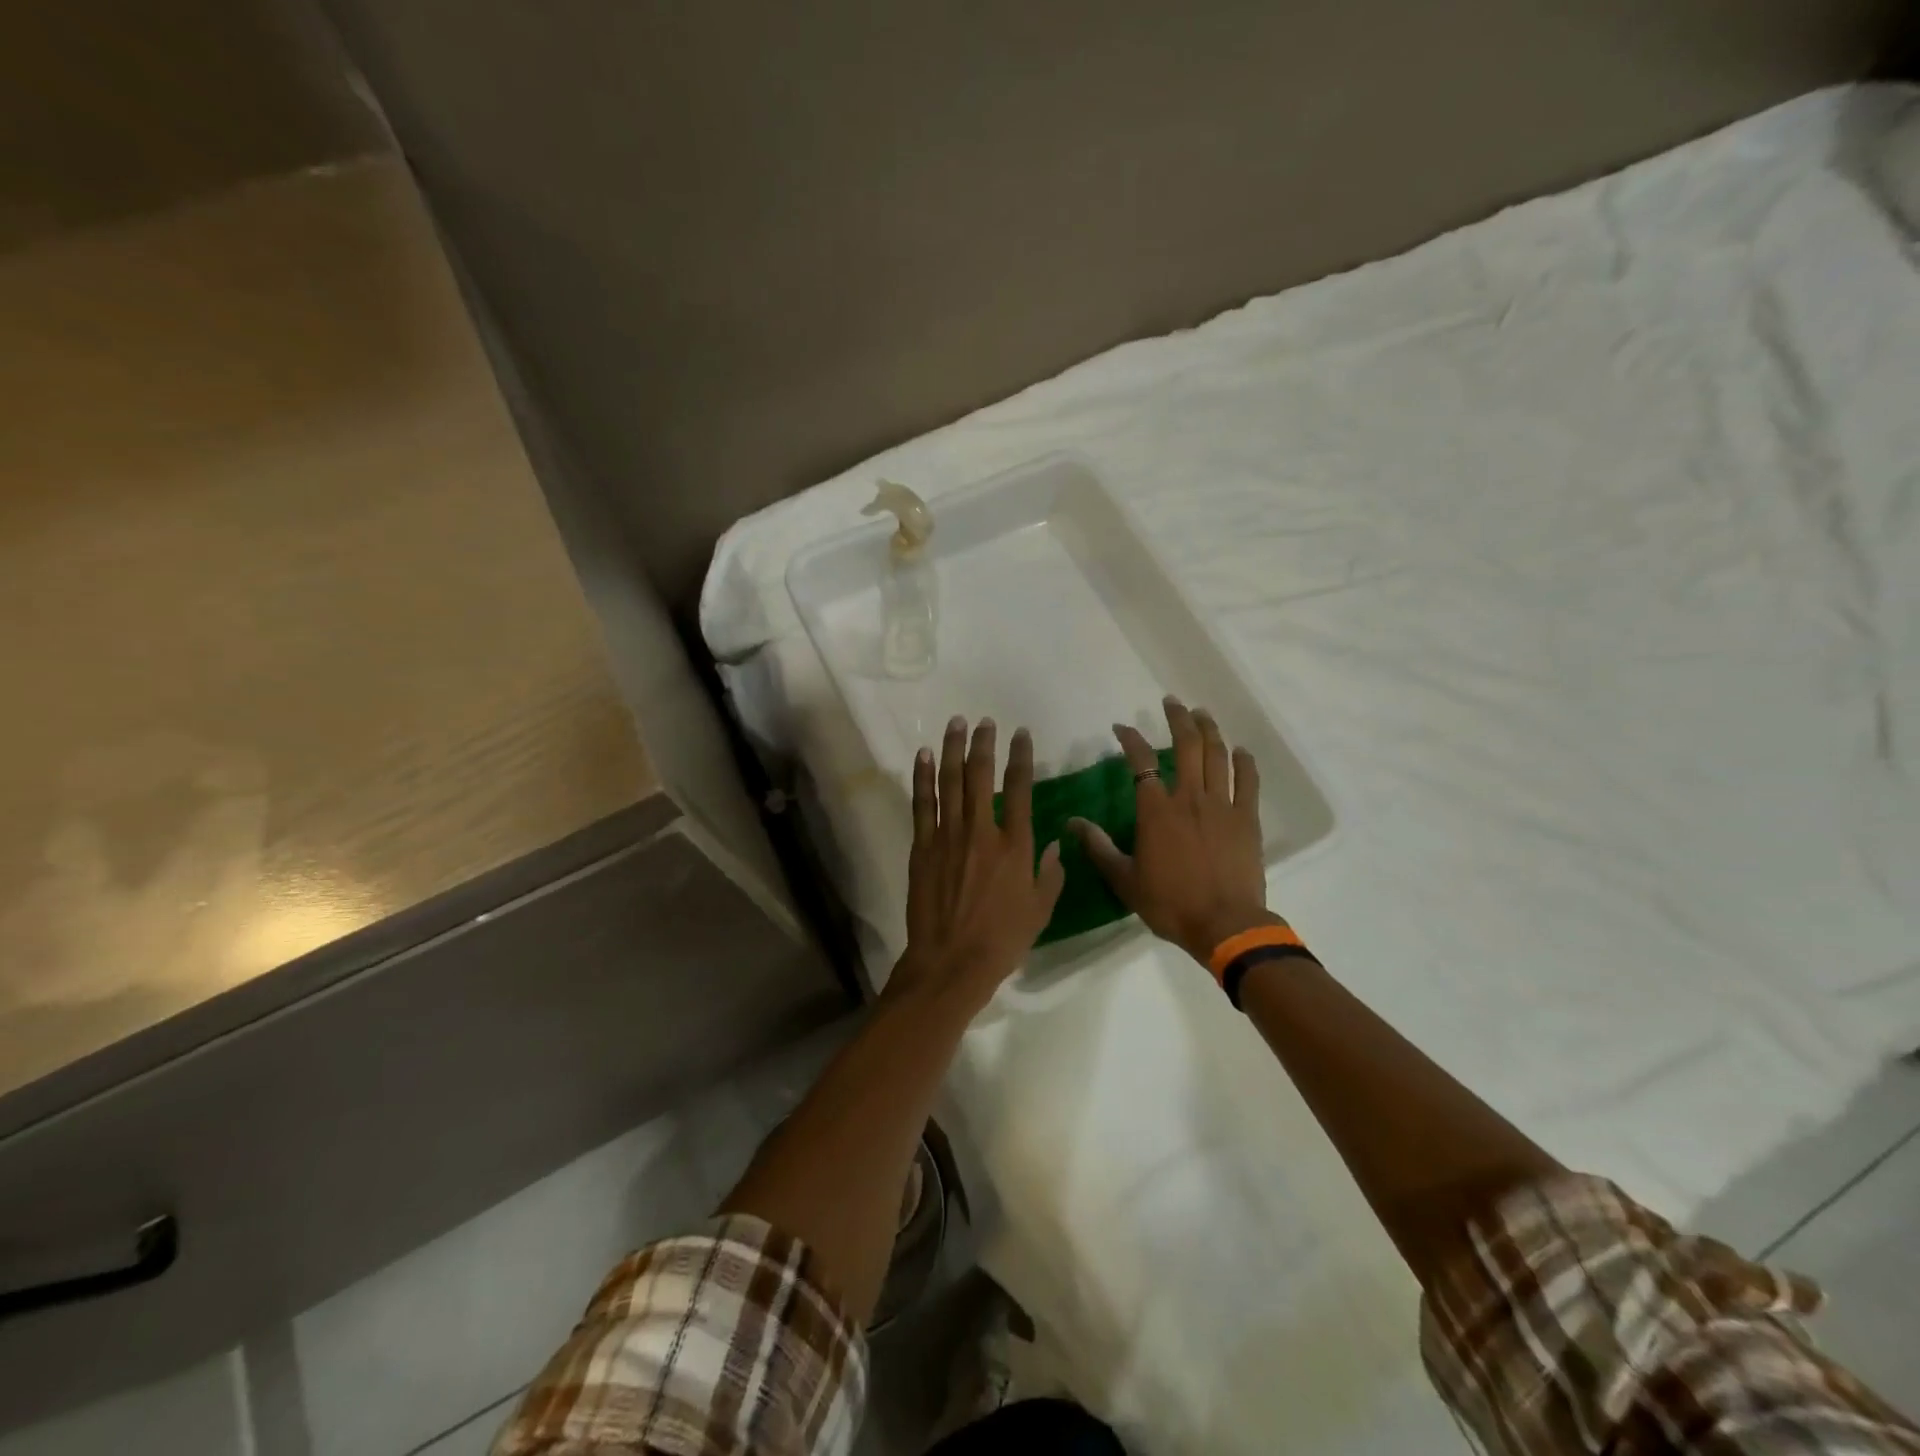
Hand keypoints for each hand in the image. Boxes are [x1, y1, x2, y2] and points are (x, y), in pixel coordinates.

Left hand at [892, 716, 1065, 1007]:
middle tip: (985, 721)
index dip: (1021, 757)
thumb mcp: (1040, 910)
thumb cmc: (1002, 940)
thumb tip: (1054, 844)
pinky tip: (924, 755)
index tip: (1021, 734)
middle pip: (981, 775)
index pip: (1020, 788)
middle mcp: (981, 831)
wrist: (952, 961)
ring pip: (950, 782)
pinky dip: (923, 777)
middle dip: (984, 744)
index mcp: (1014, 845)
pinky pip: (922, 804)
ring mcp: (948, 836)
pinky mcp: (922, 847)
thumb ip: (1051, 873)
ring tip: (956, 724)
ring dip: (953, 749)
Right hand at [1070, 697, 1271, 964]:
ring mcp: (1223, 805)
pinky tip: (1241, 750)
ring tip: (1202, 713)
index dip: (1130, 739)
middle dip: (1177, 719)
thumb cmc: (1170, 903)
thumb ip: (1099, 847)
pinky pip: (1248, 782)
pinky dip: (1245, 762)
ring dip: (1209, 730)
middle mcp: (1190, 798)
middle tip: (1171, 702)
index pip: (1141, 762)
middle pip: (1186, 745)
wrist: (1225, 925)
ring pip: (1217, 755)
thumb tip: (1072, 823)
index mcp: (1157, 811)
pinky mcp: (1248, 819)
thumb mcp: (1124, 880)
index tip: (1120, 728)